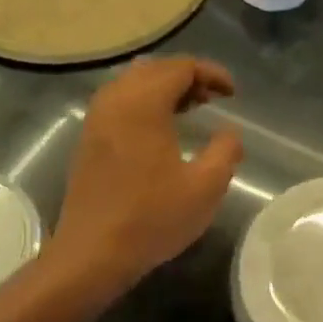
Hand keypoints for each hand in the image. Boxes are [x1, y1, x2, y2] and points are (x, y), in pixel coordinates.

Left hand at [55, 57, 243, 288]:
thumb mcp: (206, 187)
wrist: (93, 253)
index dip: (211, 73)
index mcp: (143, 106)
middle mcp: (114, 102)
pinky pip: (120, 102)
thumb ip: (226, 151)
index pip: (180, 68)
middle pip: (154, 69)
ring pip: (133, 84)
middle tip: (214, 98)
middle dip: (188, 77)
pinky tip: (163, 130)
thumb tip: (229, 133)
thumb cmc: (152, 218)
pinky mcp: (89, 140)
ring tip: (192, 109)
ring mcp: (96, 120)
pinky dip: (146, 103)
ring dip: (165, 89)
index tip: (233, 93)